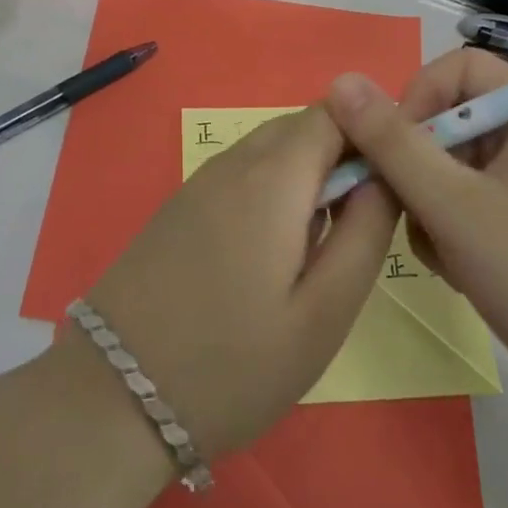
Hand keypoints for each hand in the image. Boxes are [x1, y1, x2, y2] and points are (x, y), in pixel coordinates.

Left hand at [74, 105, 399, 464]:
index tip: (394, 182)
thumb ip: (364, 234)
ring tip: (319, 245)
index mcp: (273, 176)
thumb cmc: (233, 364)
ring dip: (307, 175)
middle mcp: (233, 162)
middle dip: (342, 155)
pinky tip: (270, 253)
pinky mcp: (180, 206)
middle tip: (361, 223)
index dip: (372, 133)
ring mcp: (200, 181)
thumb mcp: (323, 314)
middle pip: (302, 126)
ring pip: (271, 149)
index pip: (334, 112)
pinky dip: (272, 190)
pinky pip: (241, 173)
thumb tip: (385, 177)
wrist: (113, 396)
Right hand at [325, 50, 507, 388]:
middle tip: (408, 210)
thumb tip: (339, 81)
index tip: (396, 149)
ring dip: (429, 204)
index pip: (457, 67)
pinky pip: (466, 198)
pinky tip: (459, 270)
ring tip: (442, 252)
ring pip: (449, 164)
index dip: (418, 97)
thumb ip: (391, 142)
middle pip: (449, 118)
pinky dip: (449, 227)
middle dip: (418, 165)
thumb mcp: (450, 204)